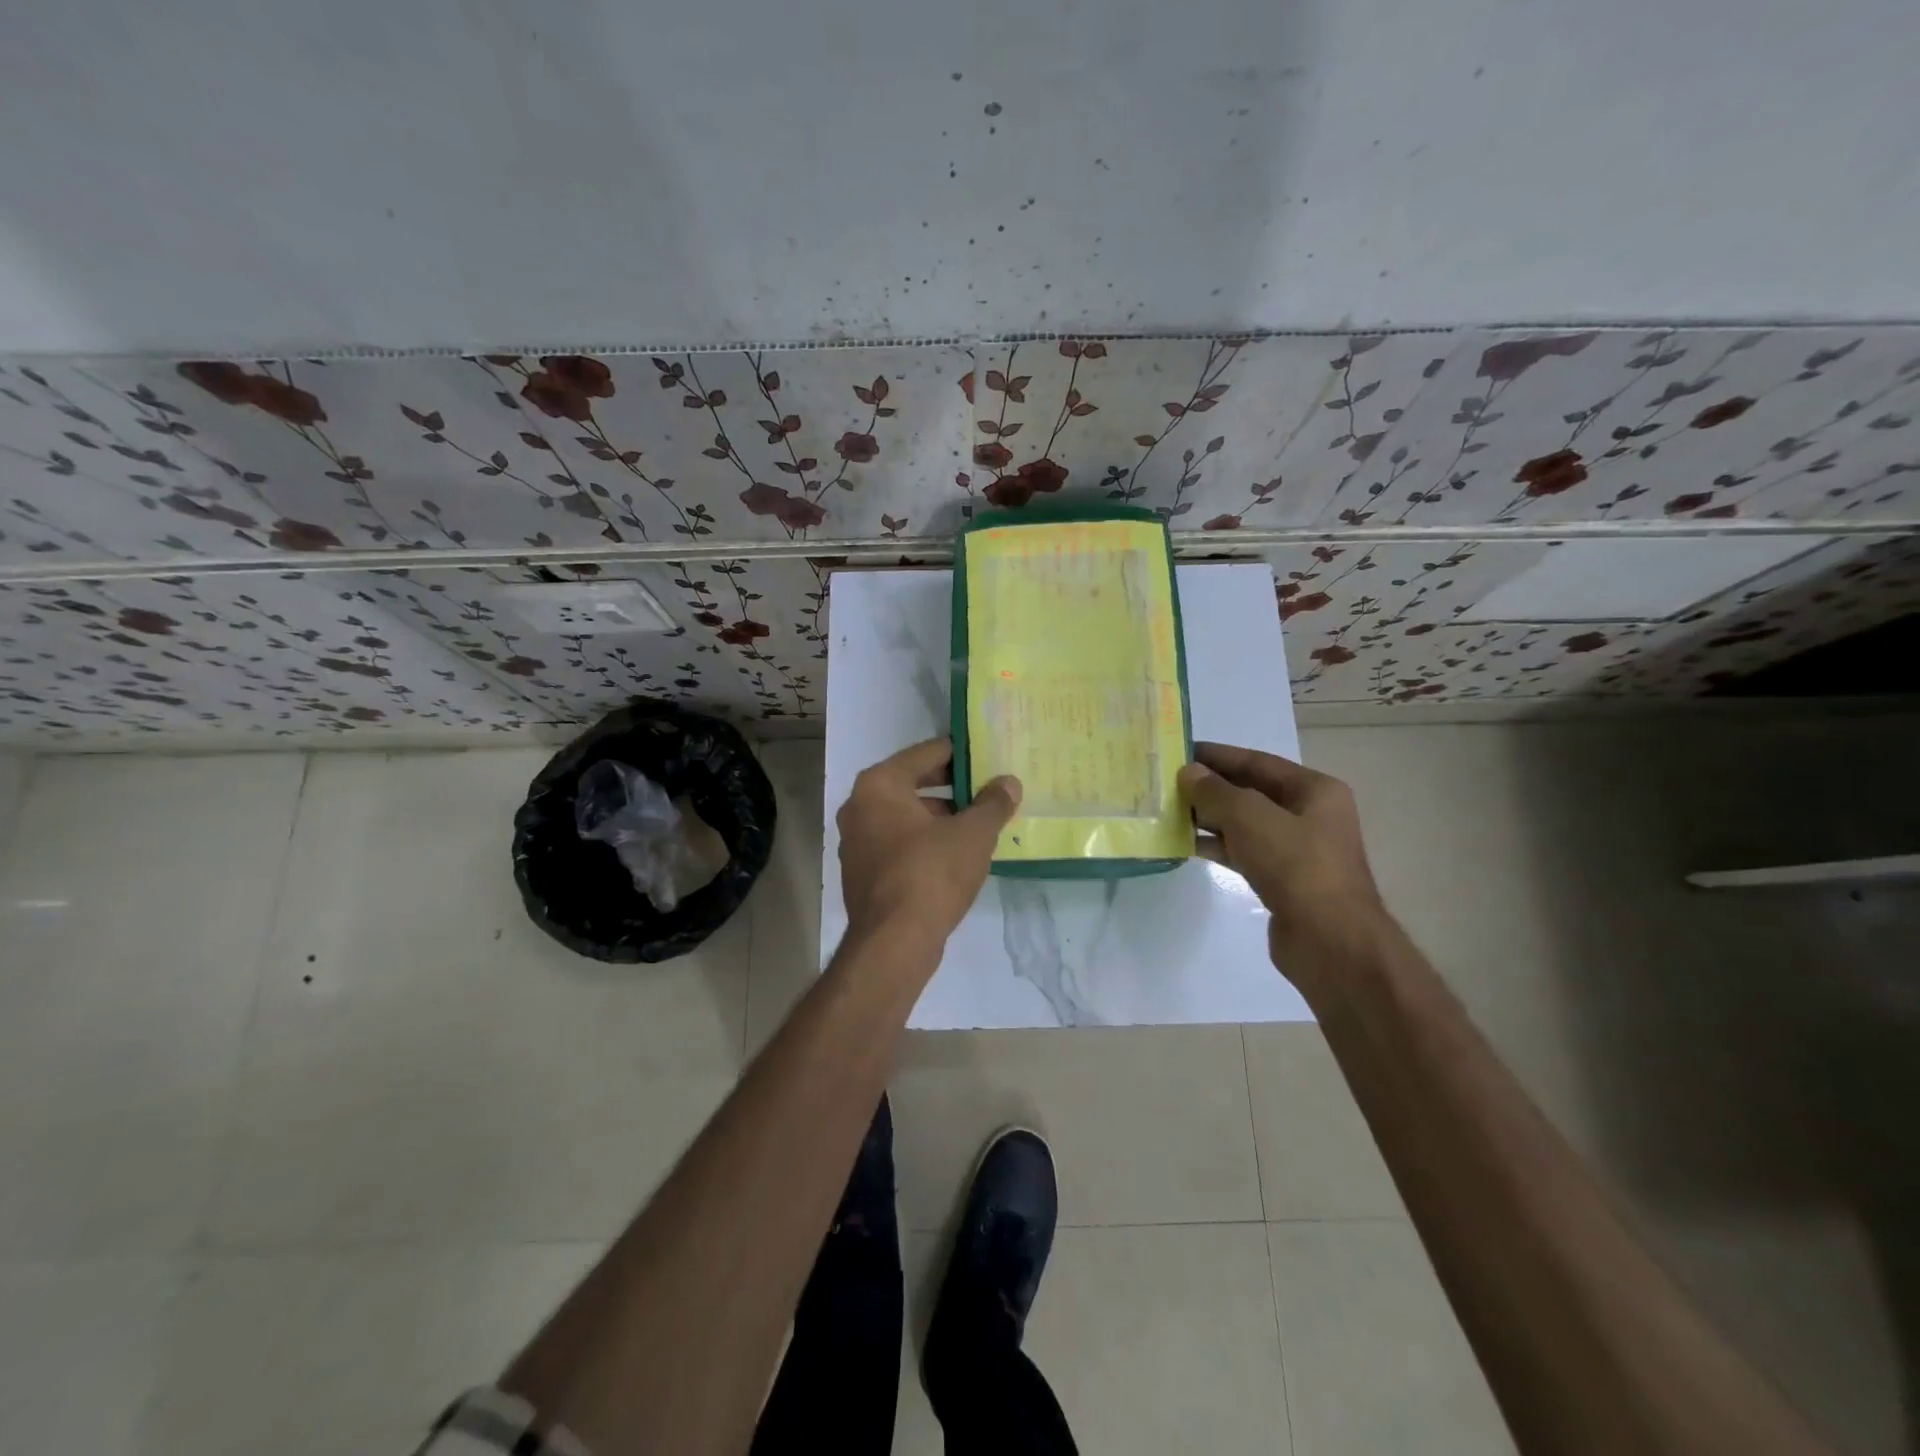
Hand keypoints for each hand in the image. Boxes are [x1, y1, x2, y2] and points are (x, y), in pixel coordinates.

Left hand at [838, 738, 1021, 947]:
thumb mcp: (973, 833)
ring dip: (940, 816)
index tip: (987, 756)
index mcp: (879, 784)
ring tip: (979, 823)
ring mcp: (856, 842)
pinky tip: (956, 855)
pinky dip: (925, 841)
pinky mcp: (862, 873)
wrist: (894, 943)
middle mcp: (859, 806)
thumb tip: (1008, 782)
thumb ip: (993, 803)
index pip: (926, 753)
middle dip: (952, 786)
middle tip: (988, 789)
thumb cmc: (931, 873)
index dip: (961, 753)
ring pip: (906, 816)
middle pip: (913, 782)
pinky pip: (899, 843)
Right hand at [1177, 741, 1384, 973]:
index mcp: (1315, 790)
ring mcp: (1297, 851)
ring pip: (1245, 825)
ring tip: (1169, 811)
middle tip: (1167, 782)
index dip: (1219, 755)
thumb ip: (1215, 792)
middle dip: (1211, 788)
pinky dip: (1217, 847)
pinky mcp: (1283, 881)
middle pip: (1251, 792)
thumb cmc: (1296, 866)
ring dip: (1210, 818)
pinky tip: (1187, 845)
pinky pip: (1244, 853)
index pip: (1258, 761)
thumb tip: (1188, 773)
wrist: (1330, 942)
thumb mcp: (1250, 818)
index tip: (1180, 750)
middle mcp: (1310, 815)